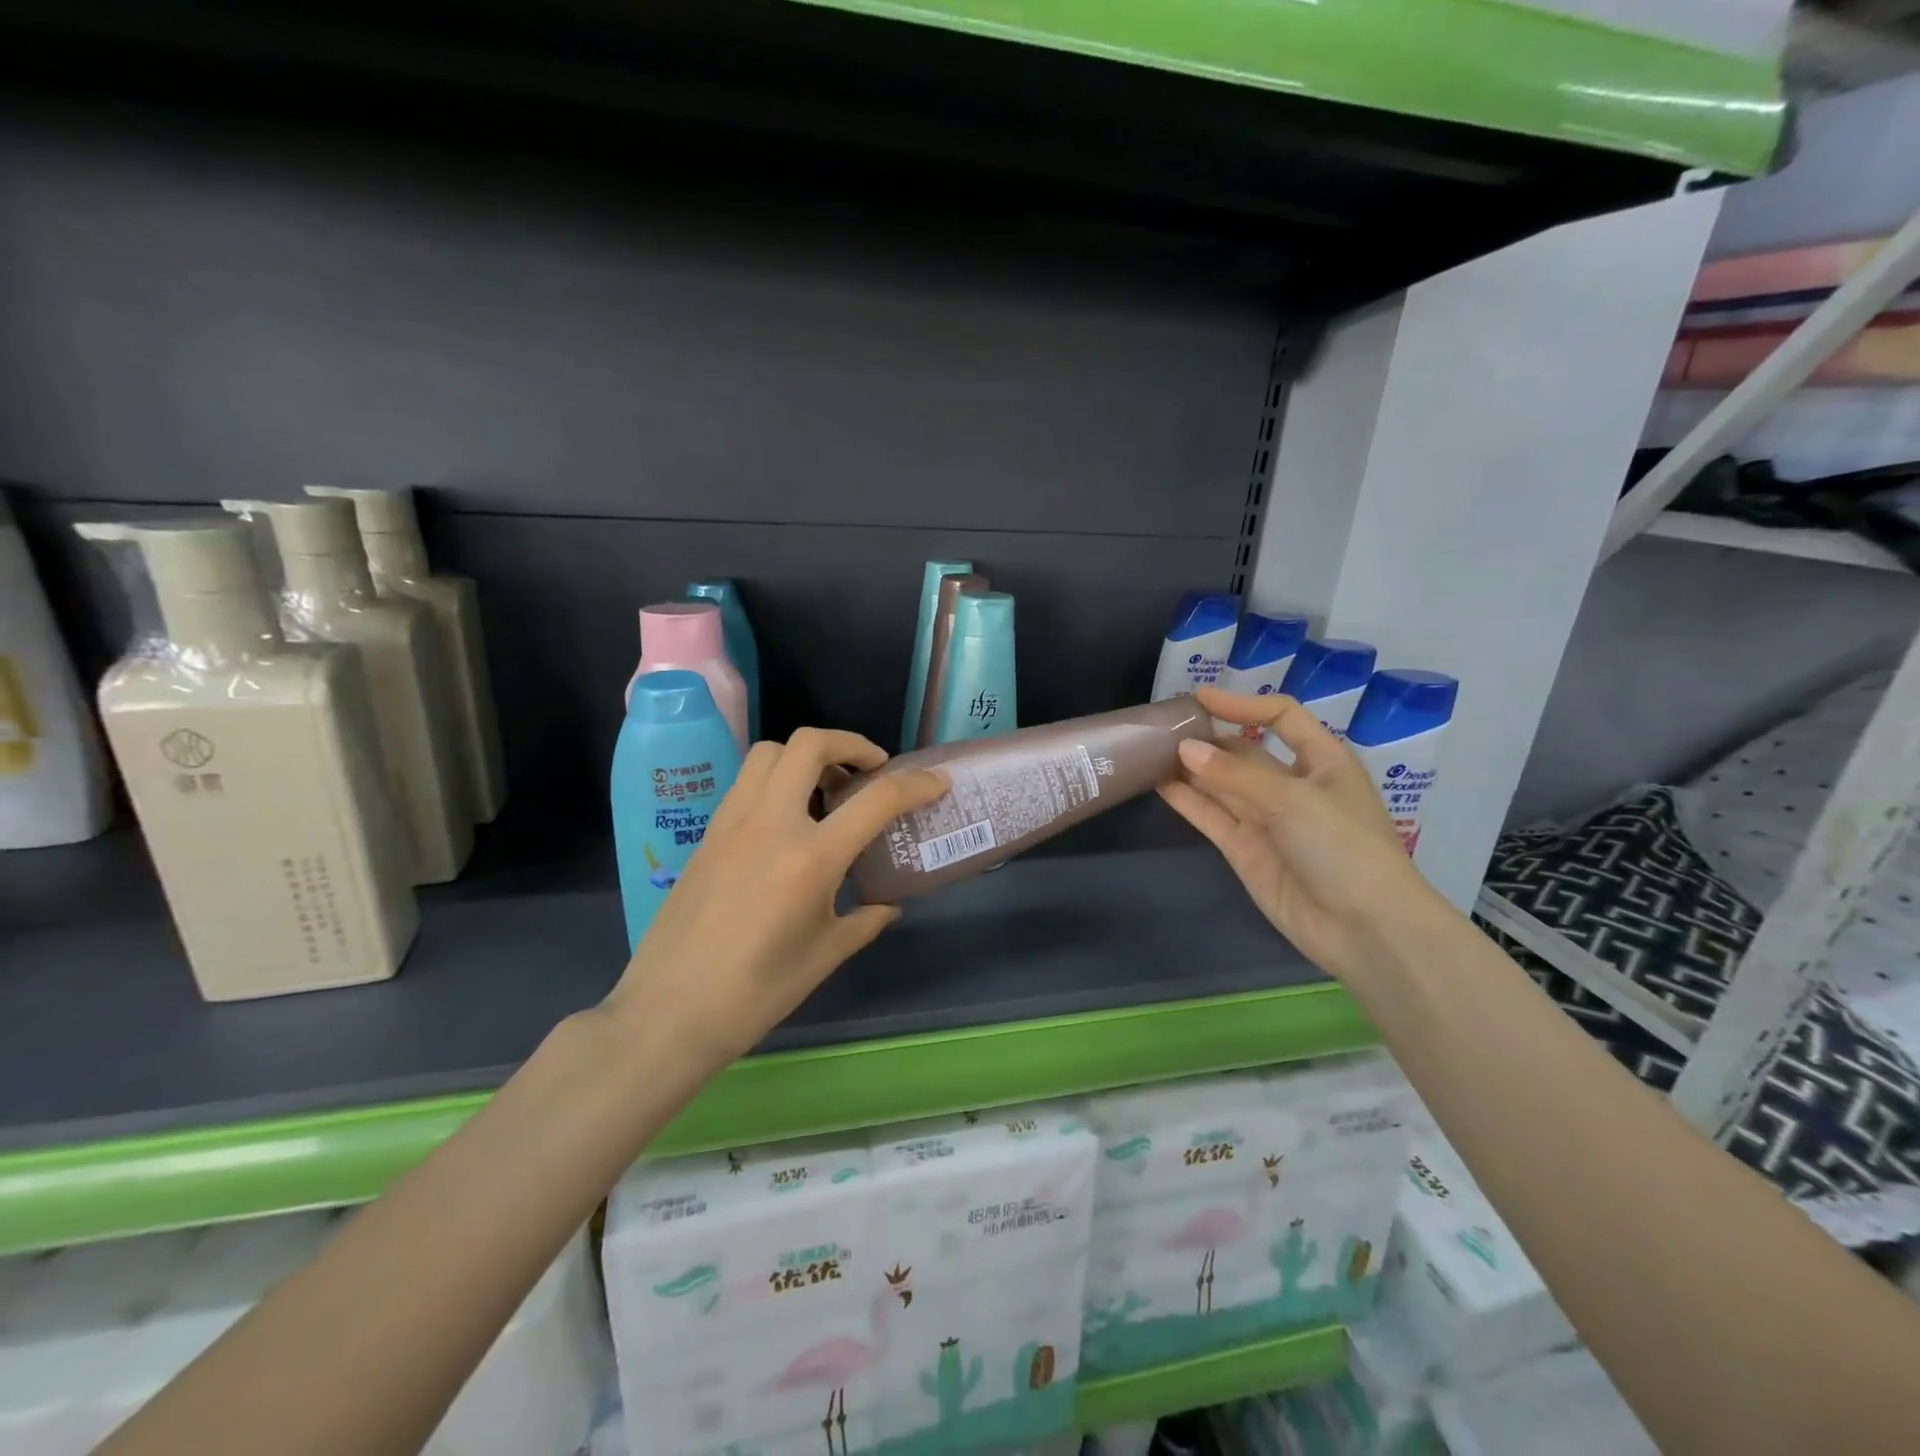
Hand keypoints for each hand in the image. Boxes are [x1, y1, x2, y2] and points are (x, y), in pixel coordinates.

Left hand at [602, 729, 947, 1068]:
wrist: (668, 1012)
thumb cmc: (756, 993)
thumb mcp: (824, 956)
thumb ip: (863, 921)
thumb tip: (885, 906)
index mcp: (810, 858)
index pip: (875, 800)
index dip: (915, 785)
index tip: (937, 782)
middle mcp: (770, 824)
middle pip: (809, 745)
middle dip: (850, 744)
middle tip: (870, 771)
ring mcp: (731, 823)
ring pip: (770, 753)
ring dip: (807, 756)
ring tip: (827, 790)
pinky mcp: (707, 834)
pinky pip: (746, 784)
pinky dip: (777, 780)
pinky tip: (788, 821)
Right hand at [1159, 686, 1443, 980]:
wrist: (1363, 928)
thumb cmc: (1343, 847)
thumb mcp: (1293, 799)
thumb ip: (1235, 775)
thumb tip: (1184, 749)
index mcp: (1322, 761)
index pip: (1281, 718)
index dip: (1243, 705)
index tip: (1200, 699)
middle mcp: (1292, 785)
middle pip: (1244, 751)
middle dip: (1209, 738)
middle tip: (1164, 725)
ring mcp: (1266, 819)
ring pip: (1221, 784)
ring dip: (1191, 767)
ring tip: (1150, 748)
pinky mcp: (1245, 849)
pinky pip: (1212, 816)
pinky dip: (1187, 800)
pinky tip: (1158, 782)